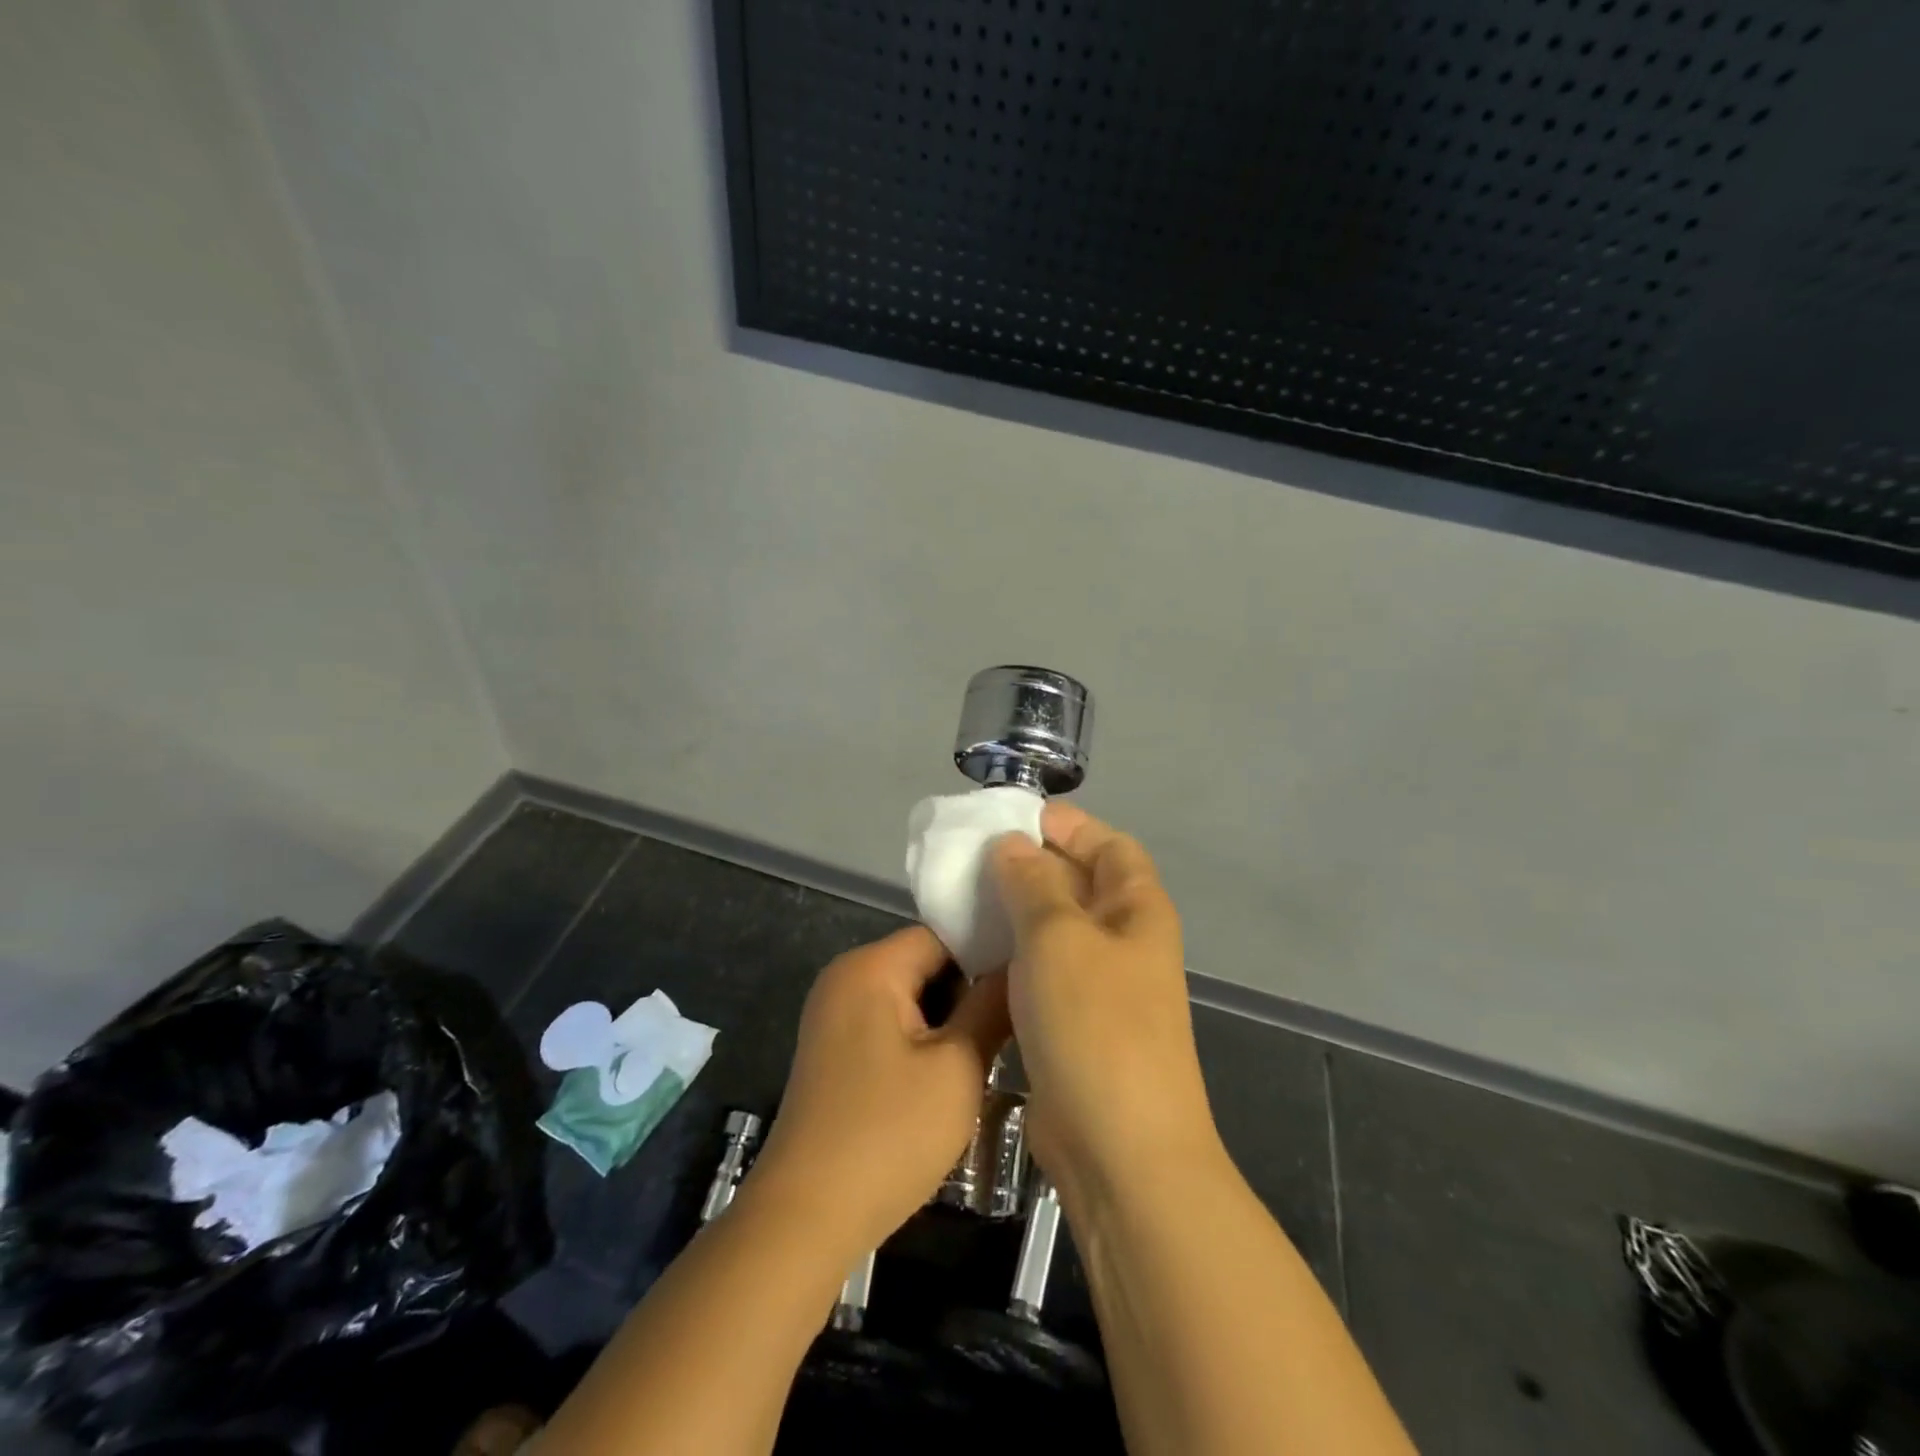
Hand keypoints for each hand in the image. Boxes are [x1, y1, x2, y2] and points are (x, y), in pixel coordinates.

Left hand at [747, 926, 1010, 1253]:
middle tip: (1013, 1026)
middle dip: (968, 991)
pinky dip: (922, 1040)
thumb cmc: (889, 1135)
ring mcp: (834, 1014)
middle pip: (924, 962)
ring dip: (948, 1020)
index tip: (1030, 982)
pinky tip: (949, 1075)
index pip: (942, 934)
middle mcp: (846, 977)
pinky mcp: (834, 1049)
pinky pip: (890, 1023)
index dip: (988, 953)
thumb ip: (991, 1007)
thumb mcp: (957, 1068)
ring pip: (911, 996)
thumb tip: (1020, 965)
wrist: (806, 1218)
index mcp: (871, 966)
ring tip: (990, 1052)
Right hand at [989, 804, 1220, 1203]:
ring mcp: (1101, 986)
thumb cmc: (1096, 1025)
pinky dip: (1012, 954)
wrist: (1120, 1151)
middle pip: (1080, 883)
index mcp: (1137, 909)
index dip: (1068, 825)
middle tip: (973, 857)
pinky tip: (975, 951)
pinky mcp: (1074, 1024)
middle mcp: (1124, 941)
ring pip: (1056, 929)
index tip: (1012, 818)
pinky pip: (1041, 971)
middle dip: (1032, 864)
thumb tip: (1012, 845)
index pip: (1109, 844)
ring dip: (1017, 911)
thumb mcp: (1058, 937)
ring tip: (964, 898)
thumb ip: (1032, 883)